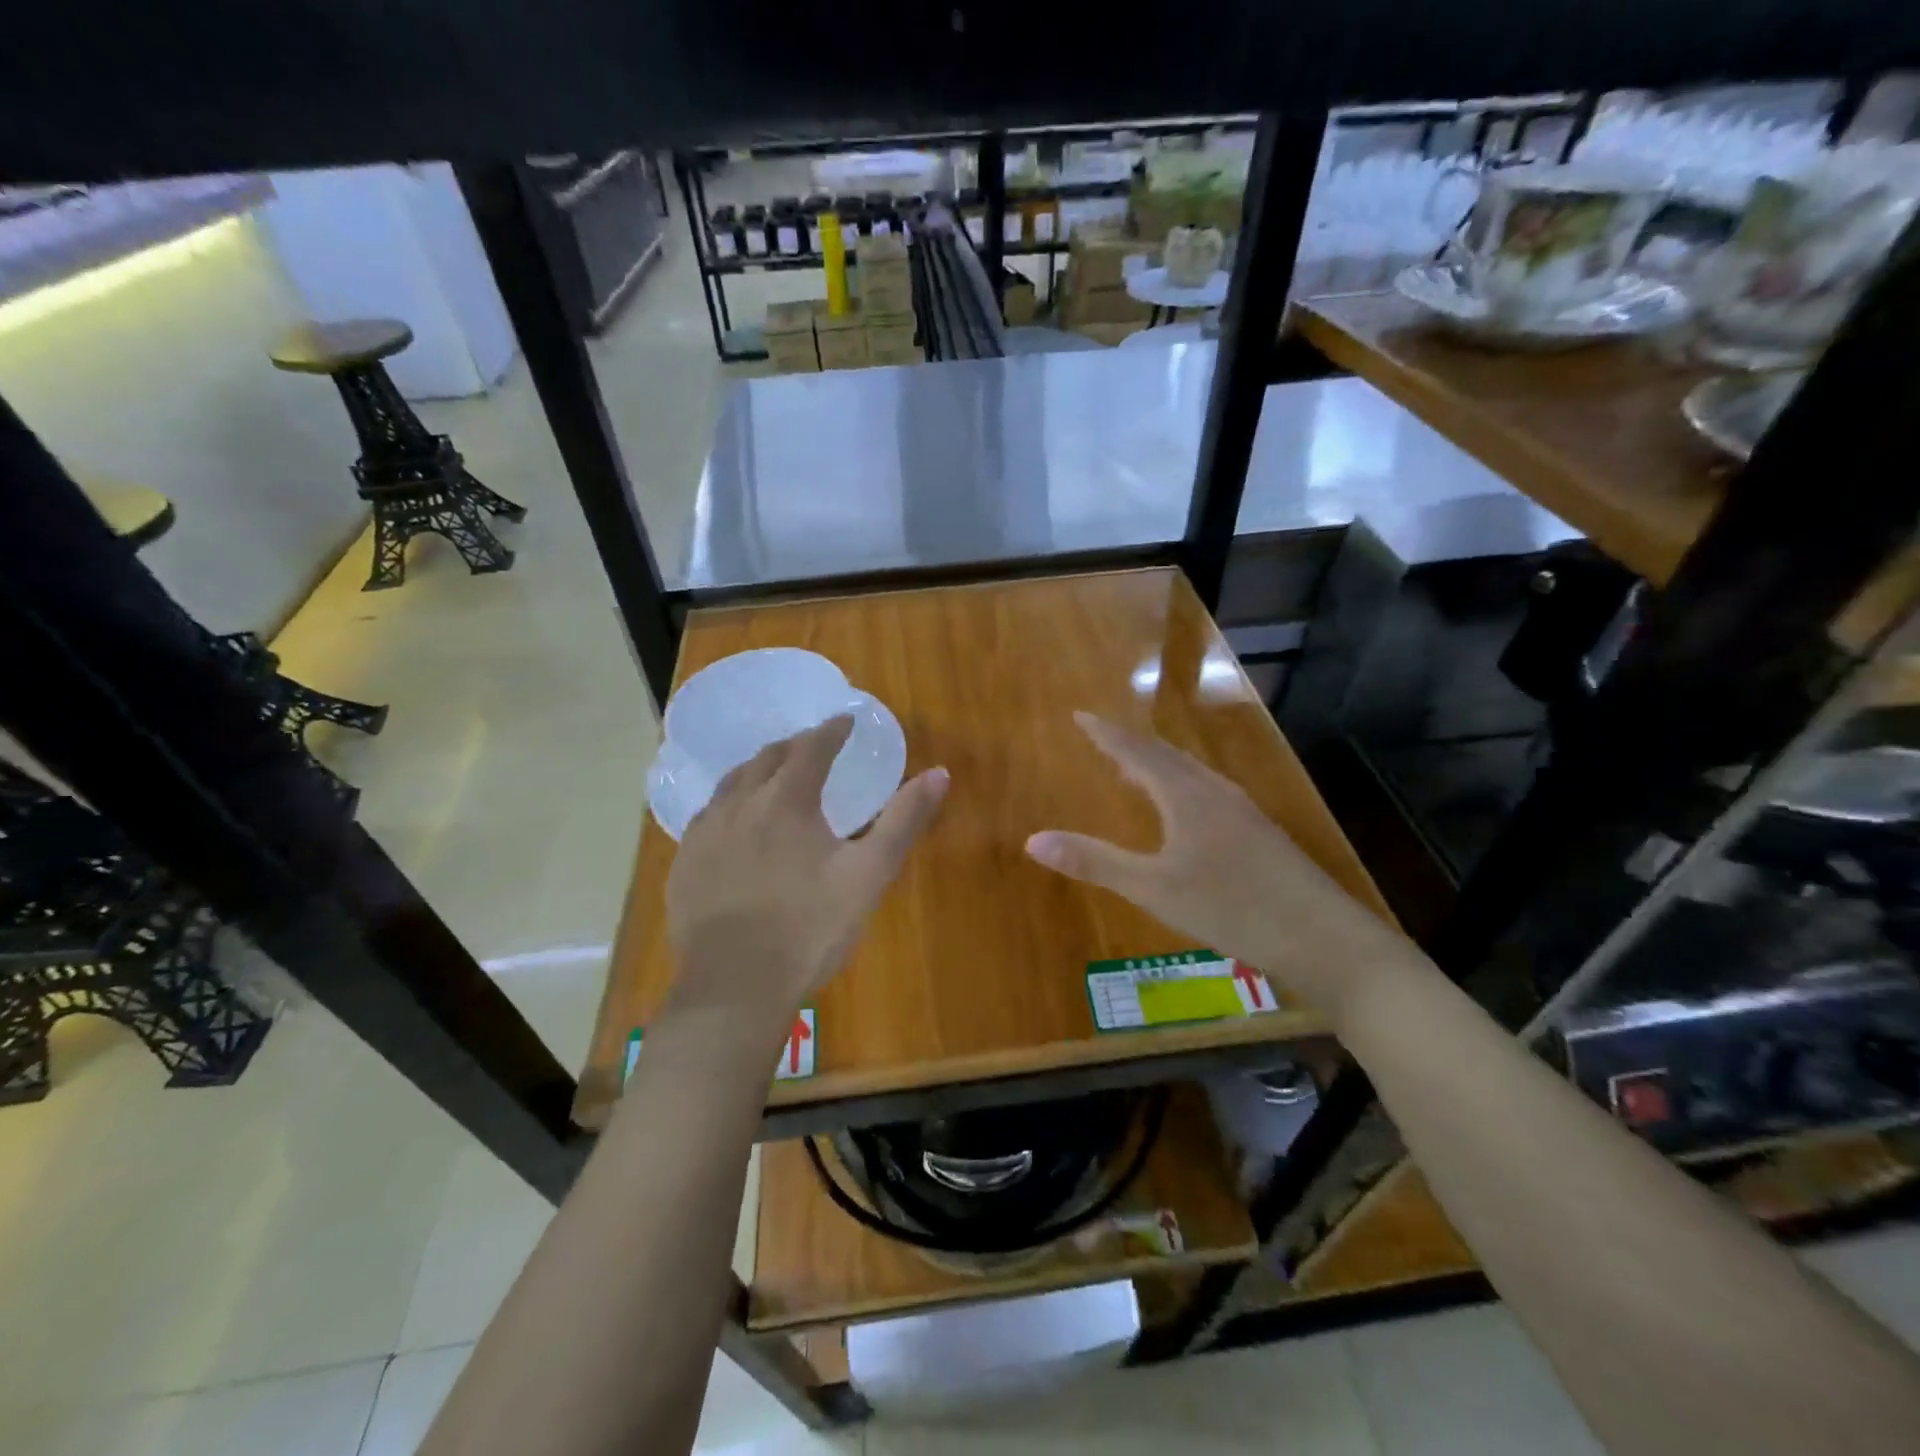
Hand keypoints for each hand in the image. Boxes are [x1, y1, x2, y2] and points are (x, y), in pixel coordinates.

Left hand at [665, 717, 947, 1032]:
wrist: (736, 987)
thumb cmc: (810, 927)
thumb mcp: (870, 874)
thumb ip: (904, 820)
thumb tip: (939, 774)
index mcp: (787, 801)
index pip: (812, 748)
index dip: (832, 730)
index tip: (845, 721)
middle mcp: (740, 805)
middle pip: (767, 758)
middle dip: (794, 746)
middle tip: (813, 747)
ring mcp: (706, 834)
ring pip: (731, 784)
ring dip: (757, 771)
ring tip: (772, 776)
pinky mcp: (684, 865)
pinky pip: (707, 817)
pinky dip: (730, 805)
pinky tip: (735, 825)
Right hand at [1025, 713, 1404, 1013]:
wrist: (1324, 939)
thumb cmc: (1232, 908)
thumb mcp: (1154, 889)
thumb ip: (1095, 862)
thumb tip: (1033, 841)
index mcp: (1187, 795)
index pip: (1137, 753)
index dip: (1106, 734)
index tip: (1080, 715)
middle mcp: (1216, 792)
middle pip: (1167, 757)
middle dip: (1131, 747)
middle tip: (1102, 739)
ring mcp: (1244, 811)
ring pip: (1192, 774)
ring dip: (1158, 766)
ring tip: (1135, 772)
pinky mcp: (1260, 834)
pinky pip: (1208, 793)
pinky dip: (1181, 787)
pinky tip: (1184, 812)